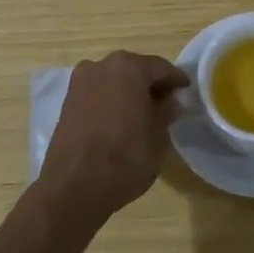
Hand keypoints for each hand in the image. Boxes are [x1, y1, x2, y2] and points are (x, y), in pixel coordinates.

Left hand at [39, 50, 190, 227]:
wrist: (74, 186)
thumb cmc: (125, 157)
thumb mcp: (158, 136)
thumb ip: (166, 112)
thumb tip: (169, 102)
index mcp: (129, 67)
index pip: (161, 68)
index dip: (176, 80)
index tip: (186, 91)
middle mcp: (102, 66)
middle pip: (134, 70)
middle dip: (150, 84)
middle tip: (166, 103)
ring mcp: (81, 82)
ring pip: (114, 80)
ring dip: (129, 91)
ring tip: (142, 113)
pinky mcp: (67, 101)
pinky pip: (98, 93)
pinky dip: (111, 101)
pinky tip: (120, 120)